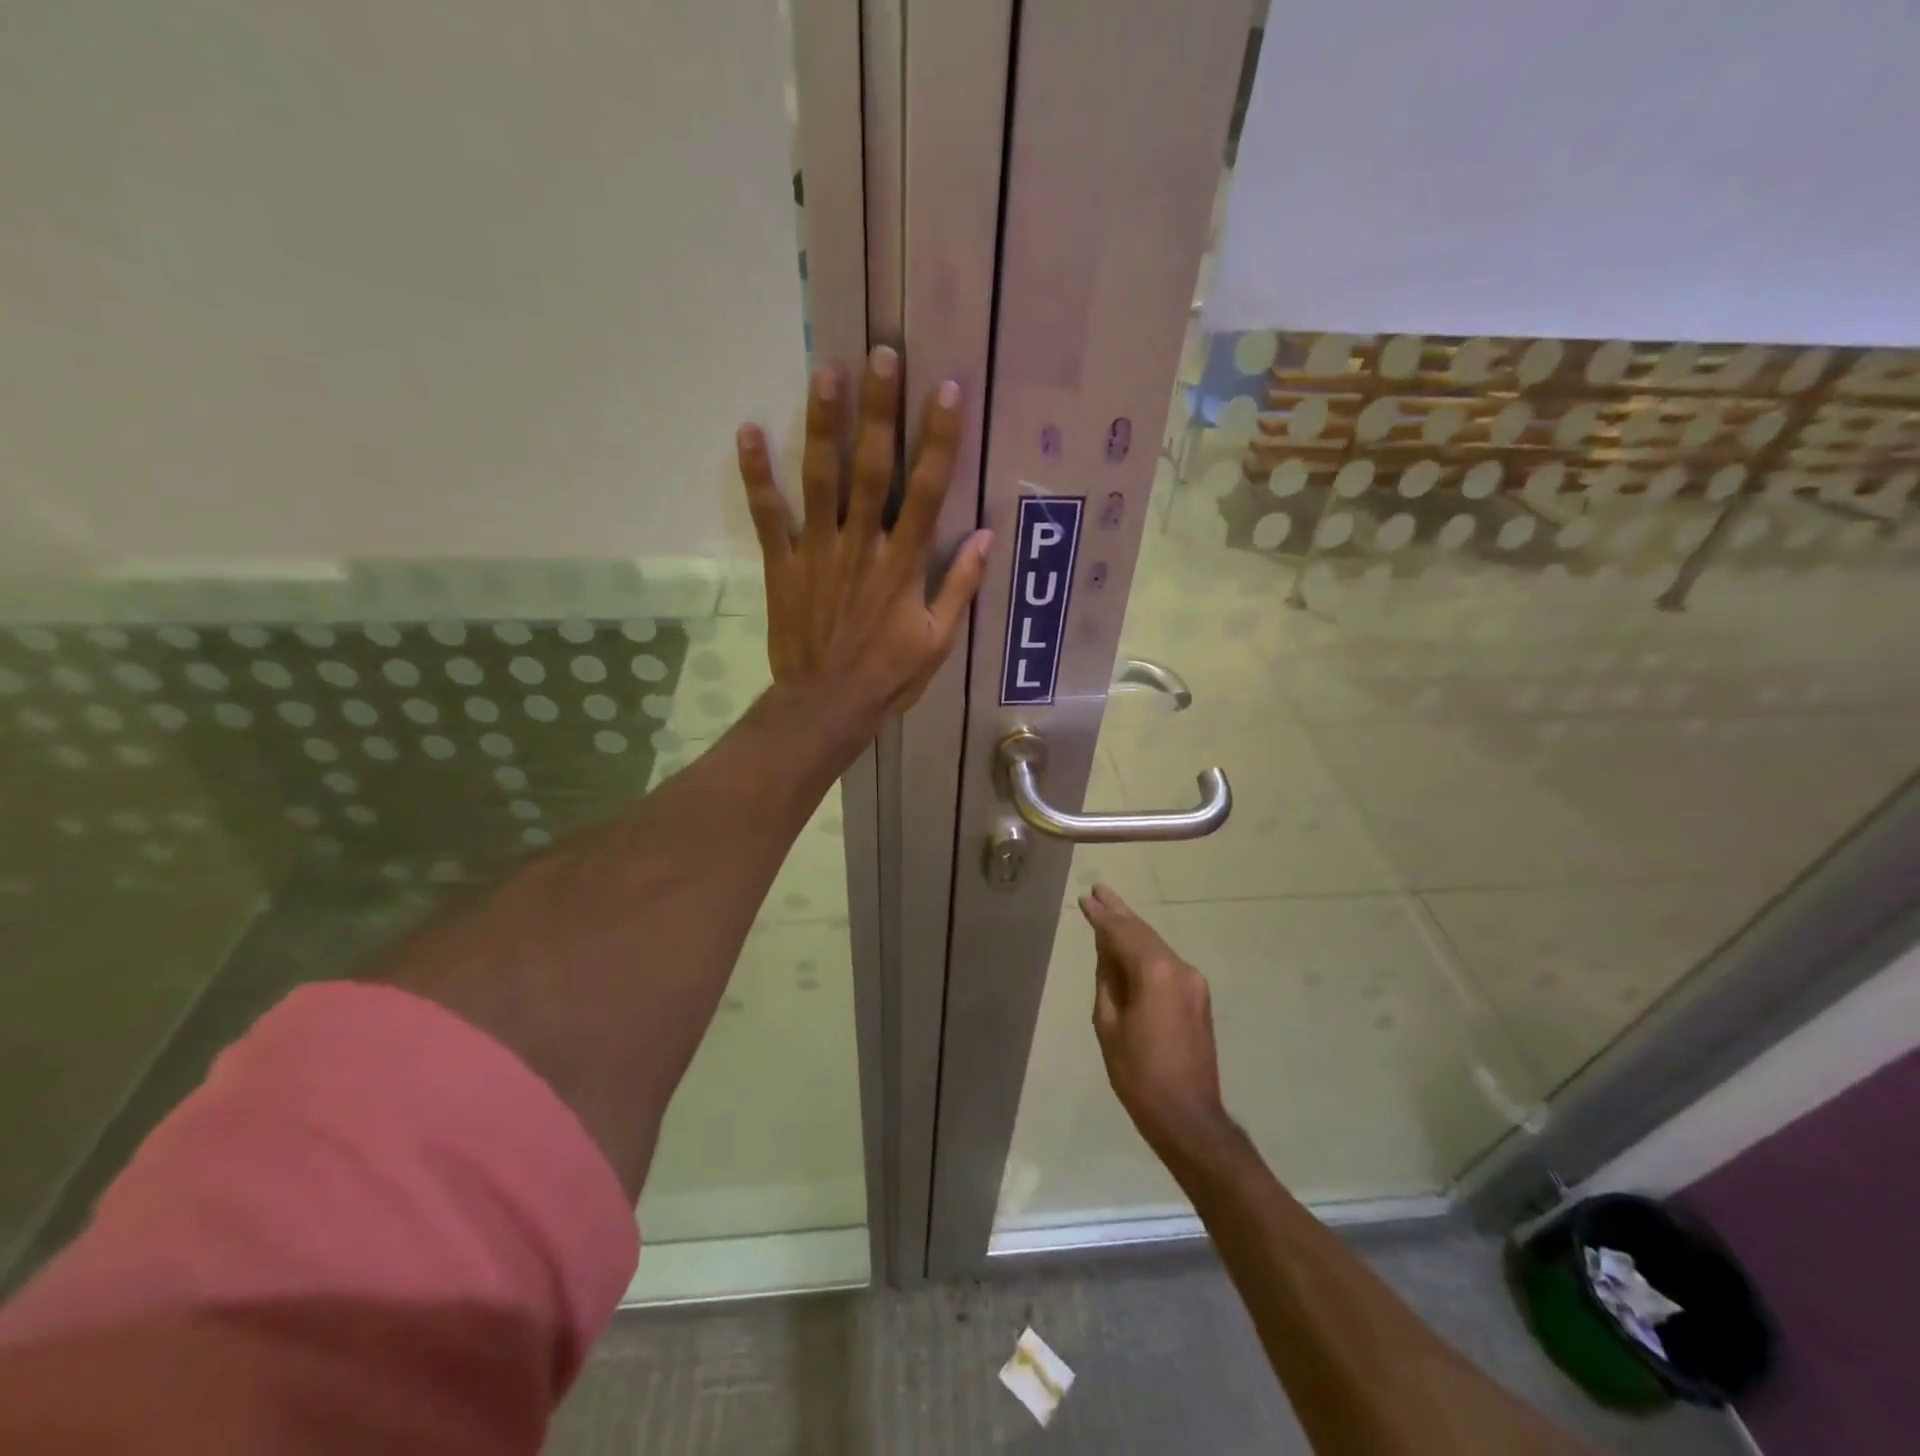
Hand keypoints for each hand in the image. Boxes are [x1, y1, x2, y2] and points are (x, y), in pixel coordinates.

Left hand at [736, 346, 991, 721]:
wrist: (826, 706)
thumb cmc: (889, 676)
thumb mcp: (937, 641)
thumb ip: (960, 587)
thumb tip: (986, 536)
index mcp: (903, 565)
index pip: (925, 492)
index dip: (938, 440)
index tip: (947, 391)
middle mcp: (861, 546)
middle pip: (871, 469)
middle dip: (879, 410)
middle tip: (882, 354)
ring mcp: (817, 553)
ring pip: (819, 480)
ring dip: (823, 425)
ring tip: (826, 371)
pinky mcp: (782, 566)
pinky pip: (768, 516)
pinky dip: (756, 476)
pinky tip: (749, 431)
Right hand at [1082, 884, 1234, 1160]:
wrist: (1188, 1116)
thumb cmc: (1139, 1074)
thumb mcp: (1108, 1025)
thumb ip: (1108, 981)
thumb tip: (1108, 954)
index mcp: (1156, 973)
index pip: (1123, 933)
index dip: (1102, 916)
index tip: (1085, 899)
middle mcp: (1180, 968)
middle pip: (1143, 933)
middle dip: (1119, 913)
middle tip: (1098, 891)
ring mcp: (1193, 982)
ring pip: (1156, 946)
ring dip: (1132, 930)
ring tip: (1108, 911)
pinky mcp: (1198, 997)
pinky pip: (1165, 963)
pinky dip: (1144, 951)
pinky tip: (1128, 947)